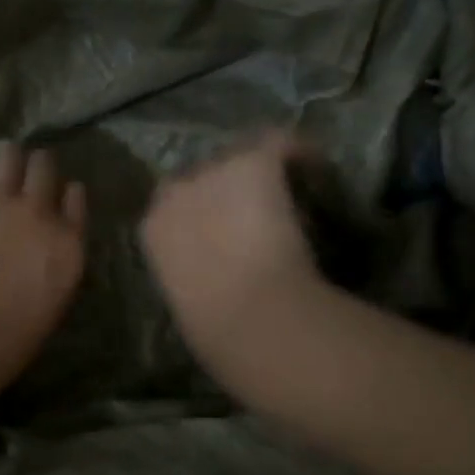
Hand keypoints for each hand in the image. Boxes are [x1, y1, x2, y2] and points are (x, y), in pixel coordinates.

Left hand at [0, 140, 87, 405]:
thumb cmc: (6, 342)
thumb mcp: (53, 302)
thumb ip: (56, 261)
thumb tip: (44, 242)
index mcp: (69, 242)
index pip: (74, 194)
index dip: (58, 193)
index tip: (47, 199)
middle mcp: (39, 210)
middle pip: (43, 163)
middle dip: (30, 170)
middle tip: (13, 183)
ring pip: (8, 150)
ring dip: (0, 160)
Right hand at [140, 131, 323, 362]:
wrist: (250, 316)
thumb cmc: (217, 330)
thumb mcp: (189, 301)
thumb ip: (195, 274)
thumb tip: (219, 275)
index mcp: (153, 228)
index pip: (175, 204)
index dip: (206, 213)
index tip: (230, 234)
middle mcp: (175, 190)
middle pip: (205, 176)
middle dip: (231, 191)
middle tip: (264, 216)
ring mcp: (213, 171)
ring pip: (243, 159)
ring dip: (264, 177)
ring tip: (294, 199)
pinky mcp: (253, 161)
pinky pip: (282, 144)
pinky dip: (303, 156)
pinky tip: (321, 173)